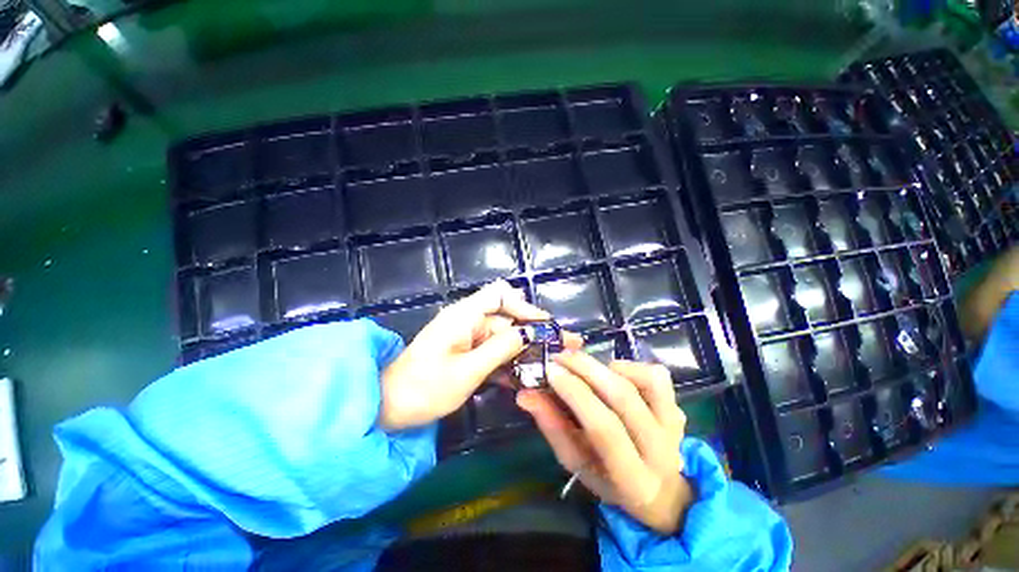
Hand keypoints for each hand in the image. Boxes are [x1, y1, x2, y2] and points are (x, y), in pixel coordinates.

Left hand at [379, 280, 578, 430]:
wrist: (387, 408)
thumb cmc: (424, 388)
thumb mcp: (468, 370)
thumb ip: (502, 348)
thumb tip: (531, 333)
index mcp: (464, 315)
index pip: (501, 295)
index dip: (525, 307)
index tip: (547, 326)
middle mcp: (468, 320)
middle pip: (507, 318)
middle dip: (535, 332)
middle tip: (564, 345)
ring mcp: (468, 337)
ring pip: (504, 337)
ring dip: (526, 349)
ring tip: (553, 362)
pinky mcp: (467, 352)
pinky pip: (494, 351)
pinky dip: (510, 361)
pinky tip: (528, 376)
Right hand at [517, 352, 693, 534]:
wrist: (662, 491)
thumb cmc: (609, 479)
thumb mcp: (576, 462)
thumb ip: (552, 427)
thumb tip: (526, 394)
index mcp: (632, 478)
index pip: (604, 428)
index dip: (575, 394)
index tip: (550, 370)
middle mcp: (661, 450)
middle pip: (623, 397)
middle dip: (585, 368)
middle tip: (559, 356)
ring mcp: (674, 426)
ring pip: (644, 381)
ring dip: (608, 367)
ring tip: (585, 367)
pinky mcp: (678, 407)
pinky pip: (657, 376)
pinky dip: (631, 366)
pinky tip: (613, 371)